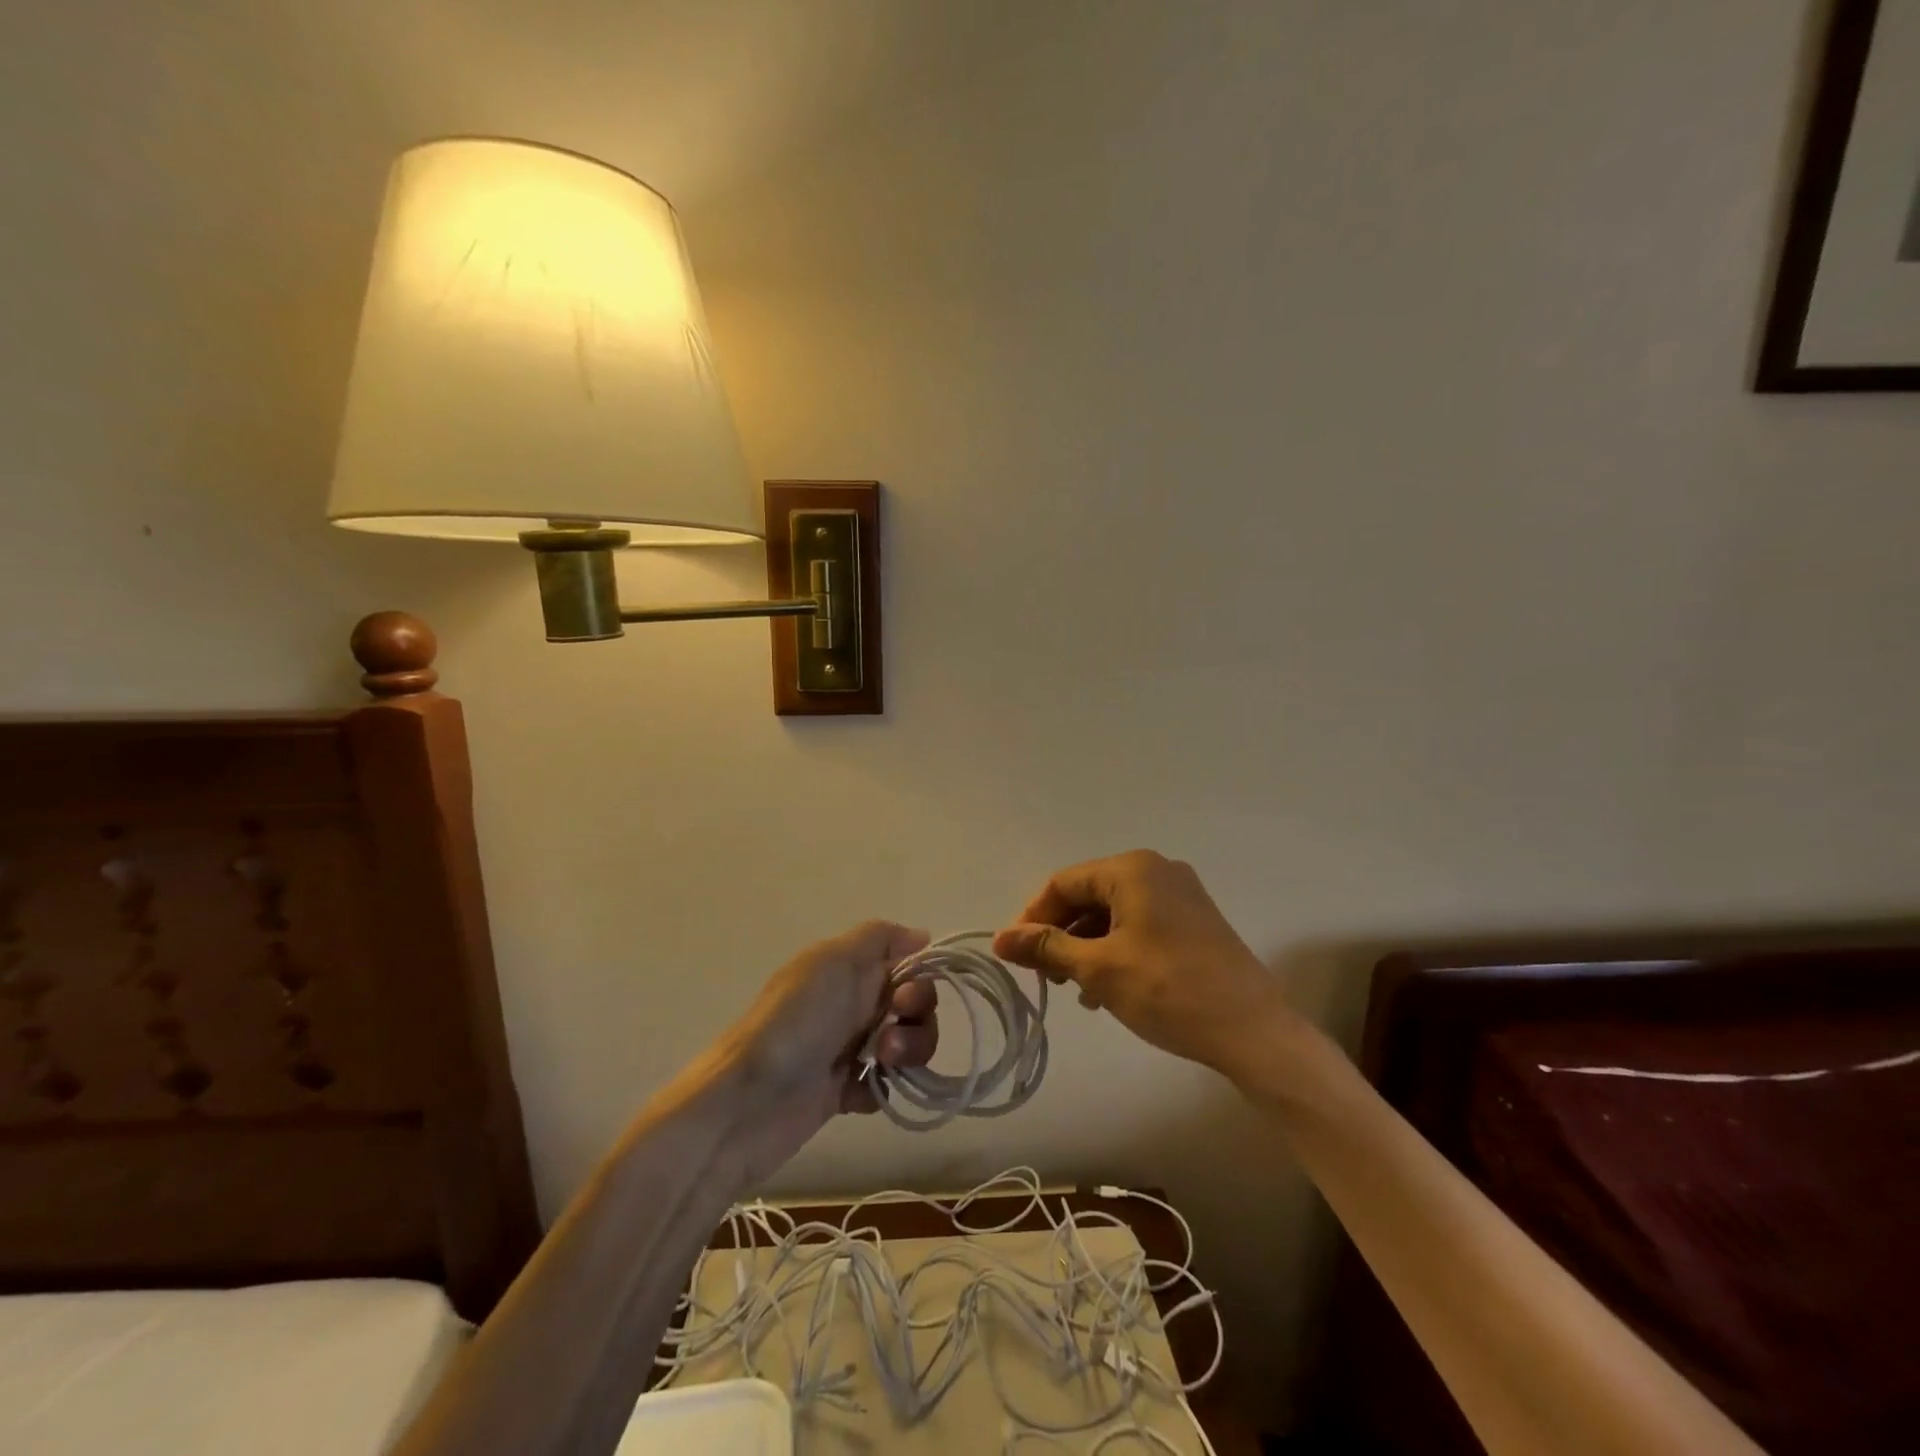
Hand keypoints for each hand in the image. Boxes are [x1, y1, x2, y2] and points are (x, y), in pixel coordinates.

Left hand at [717, 921, 937, 1171]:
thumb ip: (879, 938)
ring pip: (905, 1045)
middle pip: (914, 1007)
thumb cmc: (795, 1022)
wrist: (747, 1103)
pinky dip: (879, 1089)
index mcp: (849, 969)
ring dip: (905, 1055)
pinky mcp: (843, 1092)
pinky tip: (856, 1095)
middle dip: (916, 1022)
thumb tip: (921, 936)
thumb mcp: (833, 961)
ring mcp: (848, 1048)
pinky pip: (884, 1086)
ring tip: (879, 1066)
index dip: (919, 981)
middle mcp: (852, 1003)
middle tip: (888, 1039)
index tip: (904, 999)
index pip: (907, 965)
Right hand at [993, 850, 1292, 1070]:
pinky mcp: (1194, 923)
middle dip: (1062, 934)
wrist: (1254, 1031)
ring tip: (1077, 990)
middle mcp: (1157, 870)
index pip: (1064, 883)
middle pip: (1089, 896)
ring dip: (1087, 947)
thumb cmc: (1169, 991)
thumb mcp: (1099, 969)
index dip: (1033, 917)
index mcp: (1132, 869)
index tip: (1017, 956)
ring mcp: (1180, 896)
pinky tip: (1108, 990)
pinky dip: (1116, 950)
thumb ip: (1047, 948)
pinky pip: (1140, 926)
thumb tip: (1000, 938)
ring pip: (1114, 914)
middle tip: (1046, 977)